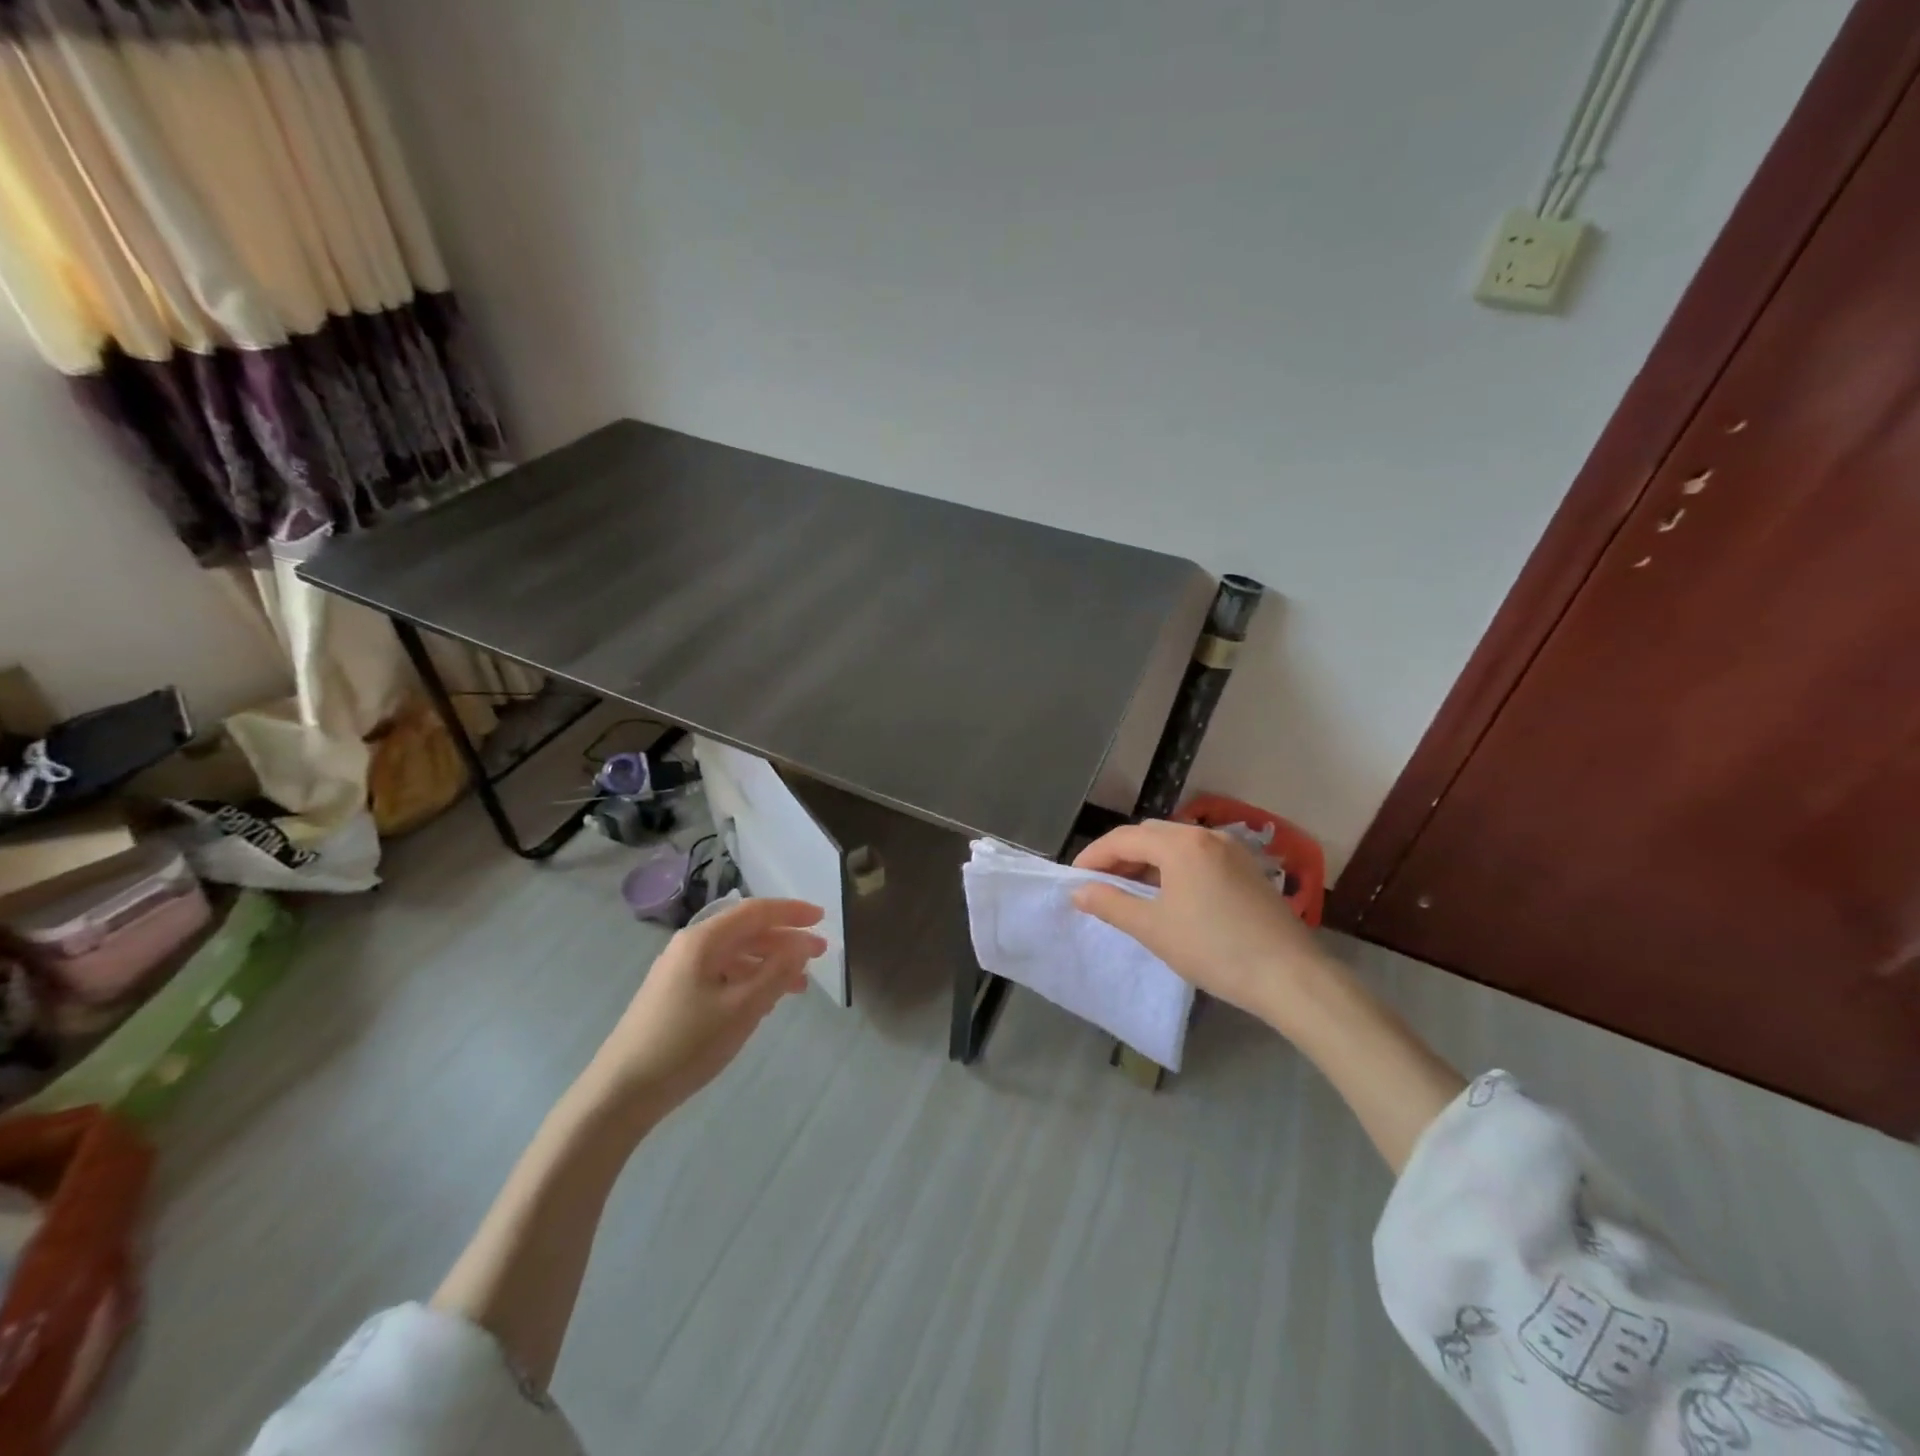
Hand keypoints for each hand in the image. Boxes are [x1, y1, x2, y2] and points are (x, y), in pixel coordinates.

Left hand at [583, 897, 826, 1115]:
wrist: (620, 1093)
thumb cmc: (686, 1045)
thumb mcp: (742, 1008)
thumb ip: (777, 971)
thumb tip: (803, 944)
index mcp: (703, 940)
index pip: (755, 912)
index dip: (791, 912)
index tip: (823, 919)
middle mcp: (690, 947)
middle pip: (746, 931)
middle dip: (785, 940)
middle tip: (819, 955)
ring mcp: (680, 971)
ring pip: (735, 955)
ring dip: (770, 964)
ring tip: (799, 985)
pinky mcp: (676, 995)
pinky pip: (723, 975)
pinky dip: (750, 981)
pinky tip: (765, 1002)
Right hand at [1072, 820, 1326, 1030]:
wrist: (1290, 976)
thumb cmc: (1214, 949)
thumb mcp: (1153, 929)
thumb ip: (1111, 904)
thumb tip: (1080, 891)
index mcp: (1180, 844)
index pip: (1123, 839)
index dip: (1094, 856)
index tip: (1074, 879)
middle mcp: (1206, 835)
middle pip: (1150, 835)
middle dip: (1120, 855)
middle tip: (1100, 884)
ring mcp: (1231, 850)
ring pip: (1175, 844)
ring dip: (1147, 861)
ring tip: (1130, 890)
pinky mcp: (1246, 869)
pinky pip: (1198, 856)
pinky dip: (1174, 867)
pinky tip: (1169, 894)